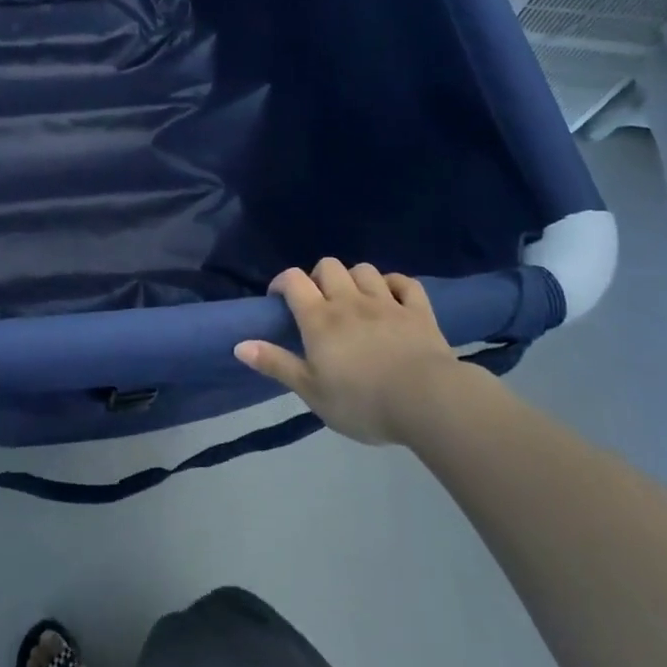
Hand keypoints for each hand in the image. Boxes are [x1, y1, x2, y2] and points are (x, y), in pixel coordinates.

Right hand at [234, 258, 461, 446]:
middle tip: (318, 302)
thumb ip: (276, 364)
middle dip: (318, 277)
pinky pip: (405, 282)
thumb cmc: (361, 401)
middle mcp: (349, 301)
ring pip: (364, 269)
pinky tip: (391, 297)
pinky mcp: (418, 311)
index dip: (282, 281)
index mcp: (319, 319)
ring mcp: (386, 303)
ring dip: (354, 279)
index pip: (293, 280)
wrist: (427, 401)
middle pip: (328, 266)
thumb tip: (238, 344)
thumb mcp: (311, 391)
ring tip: (354, 300)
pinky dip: (394, 284)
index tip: (278, 298)